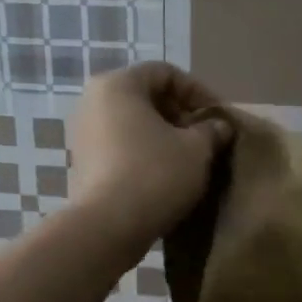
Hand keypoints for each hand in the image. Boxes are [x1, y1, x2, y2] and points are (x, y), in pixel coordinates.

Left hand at [69, 63, 231, 259]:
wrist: (107, 228)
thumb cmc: (155, 175)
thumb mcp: (197, 149)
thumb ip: (211, 130)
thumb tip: (219, 127)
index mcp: (117, 85)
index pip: (165, 73)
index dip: (198, 92)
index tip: (218, 118)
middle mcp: (93, 102)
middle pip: (146, 97)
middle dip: (180, 115)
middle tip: (205, 138)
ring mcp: (83, 134)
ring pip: (132, 124)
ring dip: (163, 137)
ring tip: (188, 160)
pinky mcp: (82, 164)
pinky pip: (119, 147)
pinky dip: (144, 154)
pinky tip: (164, 177)